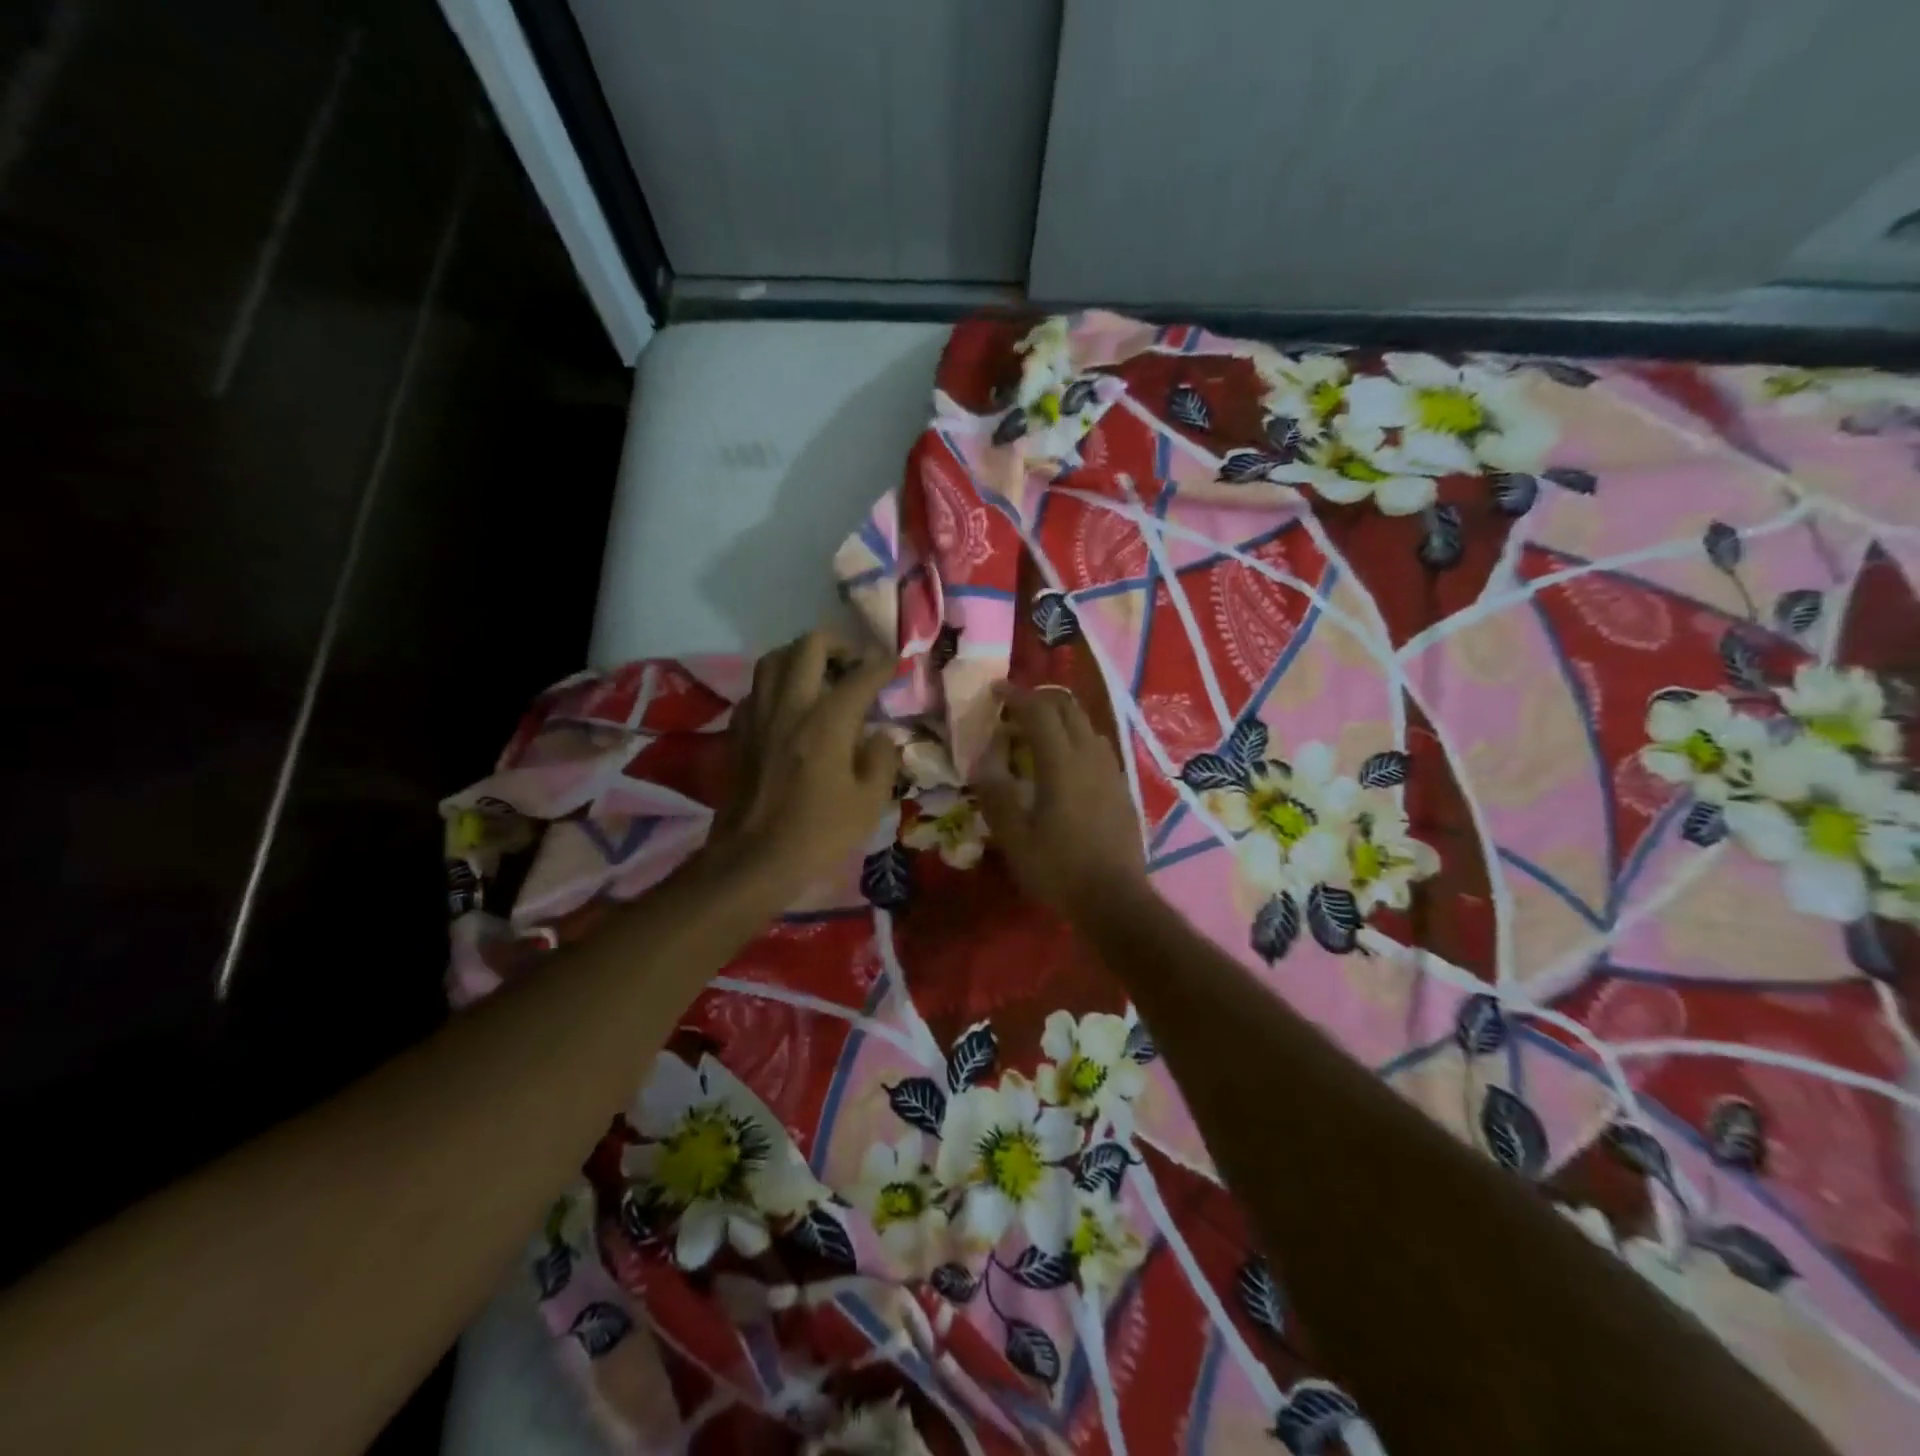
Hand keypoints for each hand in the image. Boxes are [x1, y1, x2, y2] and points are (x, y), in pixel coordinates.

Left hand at [705, 631, 900, 896]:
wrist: (753, 860)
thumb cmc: (818, 834)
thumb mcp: (869, 803)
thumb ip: (881, 759)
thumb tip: (878, 735)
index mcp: (827, 722)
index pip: (860, 676)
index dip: (883, 664)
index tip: (896, 662)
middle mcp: (790, 706)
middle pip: (809, 647)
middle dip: (839, 644)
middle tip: (855, 663)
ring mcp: (758, 715)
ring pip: (774, 659)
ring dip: (801, 656)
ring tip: (821, 674)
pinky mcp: (738, 732)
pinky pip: (756, 689)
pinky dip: (776, 685)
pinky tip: (789, 705)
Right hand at [973, 684, 1147, 919]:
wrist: (1115, 899)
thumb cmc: (1059, 869)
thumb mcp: (1015, 837)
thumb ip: (995, 794)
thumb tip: (983, 762)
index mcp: (1062, 762)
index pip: (1039, 711)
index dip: (1016, 696)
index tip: (995, 691)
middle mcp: (1090, 755)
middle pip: (1067, 708)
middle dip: (1039, 700)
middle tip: (1013, 711)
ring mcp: (1111, 770)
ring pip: (1085, 725)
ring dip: (1059, 719)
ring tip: (1035, 736)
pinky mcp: (1121, 786)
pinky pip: (1096, 746)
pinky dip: (1075, 739)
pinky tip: (1063, 764)